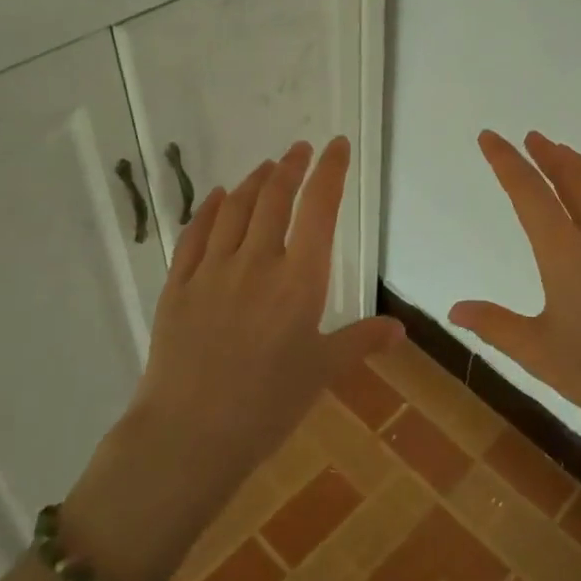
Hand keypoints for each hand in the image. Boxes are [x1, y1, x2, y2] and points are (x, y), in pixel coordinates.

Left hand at [72, 139, 400, 555]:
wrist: (189, 434)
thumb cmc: (267, 405)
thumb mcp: (322, 372)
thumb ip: (361, 341)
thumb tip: (401, 330)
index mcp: (300, 280)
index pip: (320, 209)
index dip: (330, 171)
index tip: (337, 146)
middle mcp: (257, 261)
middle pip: (275, 197)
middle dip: (291, 167)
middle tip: (300, 150)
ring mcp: (213, 270)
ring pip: (236, 208)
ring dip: (254, 181)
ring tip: (267, 167)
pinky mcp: (179, 284)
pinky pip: (195, 233)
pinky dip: (210, 208)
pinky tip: (218, 197)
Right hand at [451, 131, 580, 448]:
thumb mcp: (539, 354)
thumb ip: (495, 326)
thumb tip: (454, 309)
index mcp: (565, 252)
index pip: (528, 191)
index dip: (505, 161)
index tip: (490, 136)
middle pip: (571, 176)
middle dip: (547, 152)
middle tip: (531, 137)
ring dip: (580, 163)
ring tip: (565, 153)